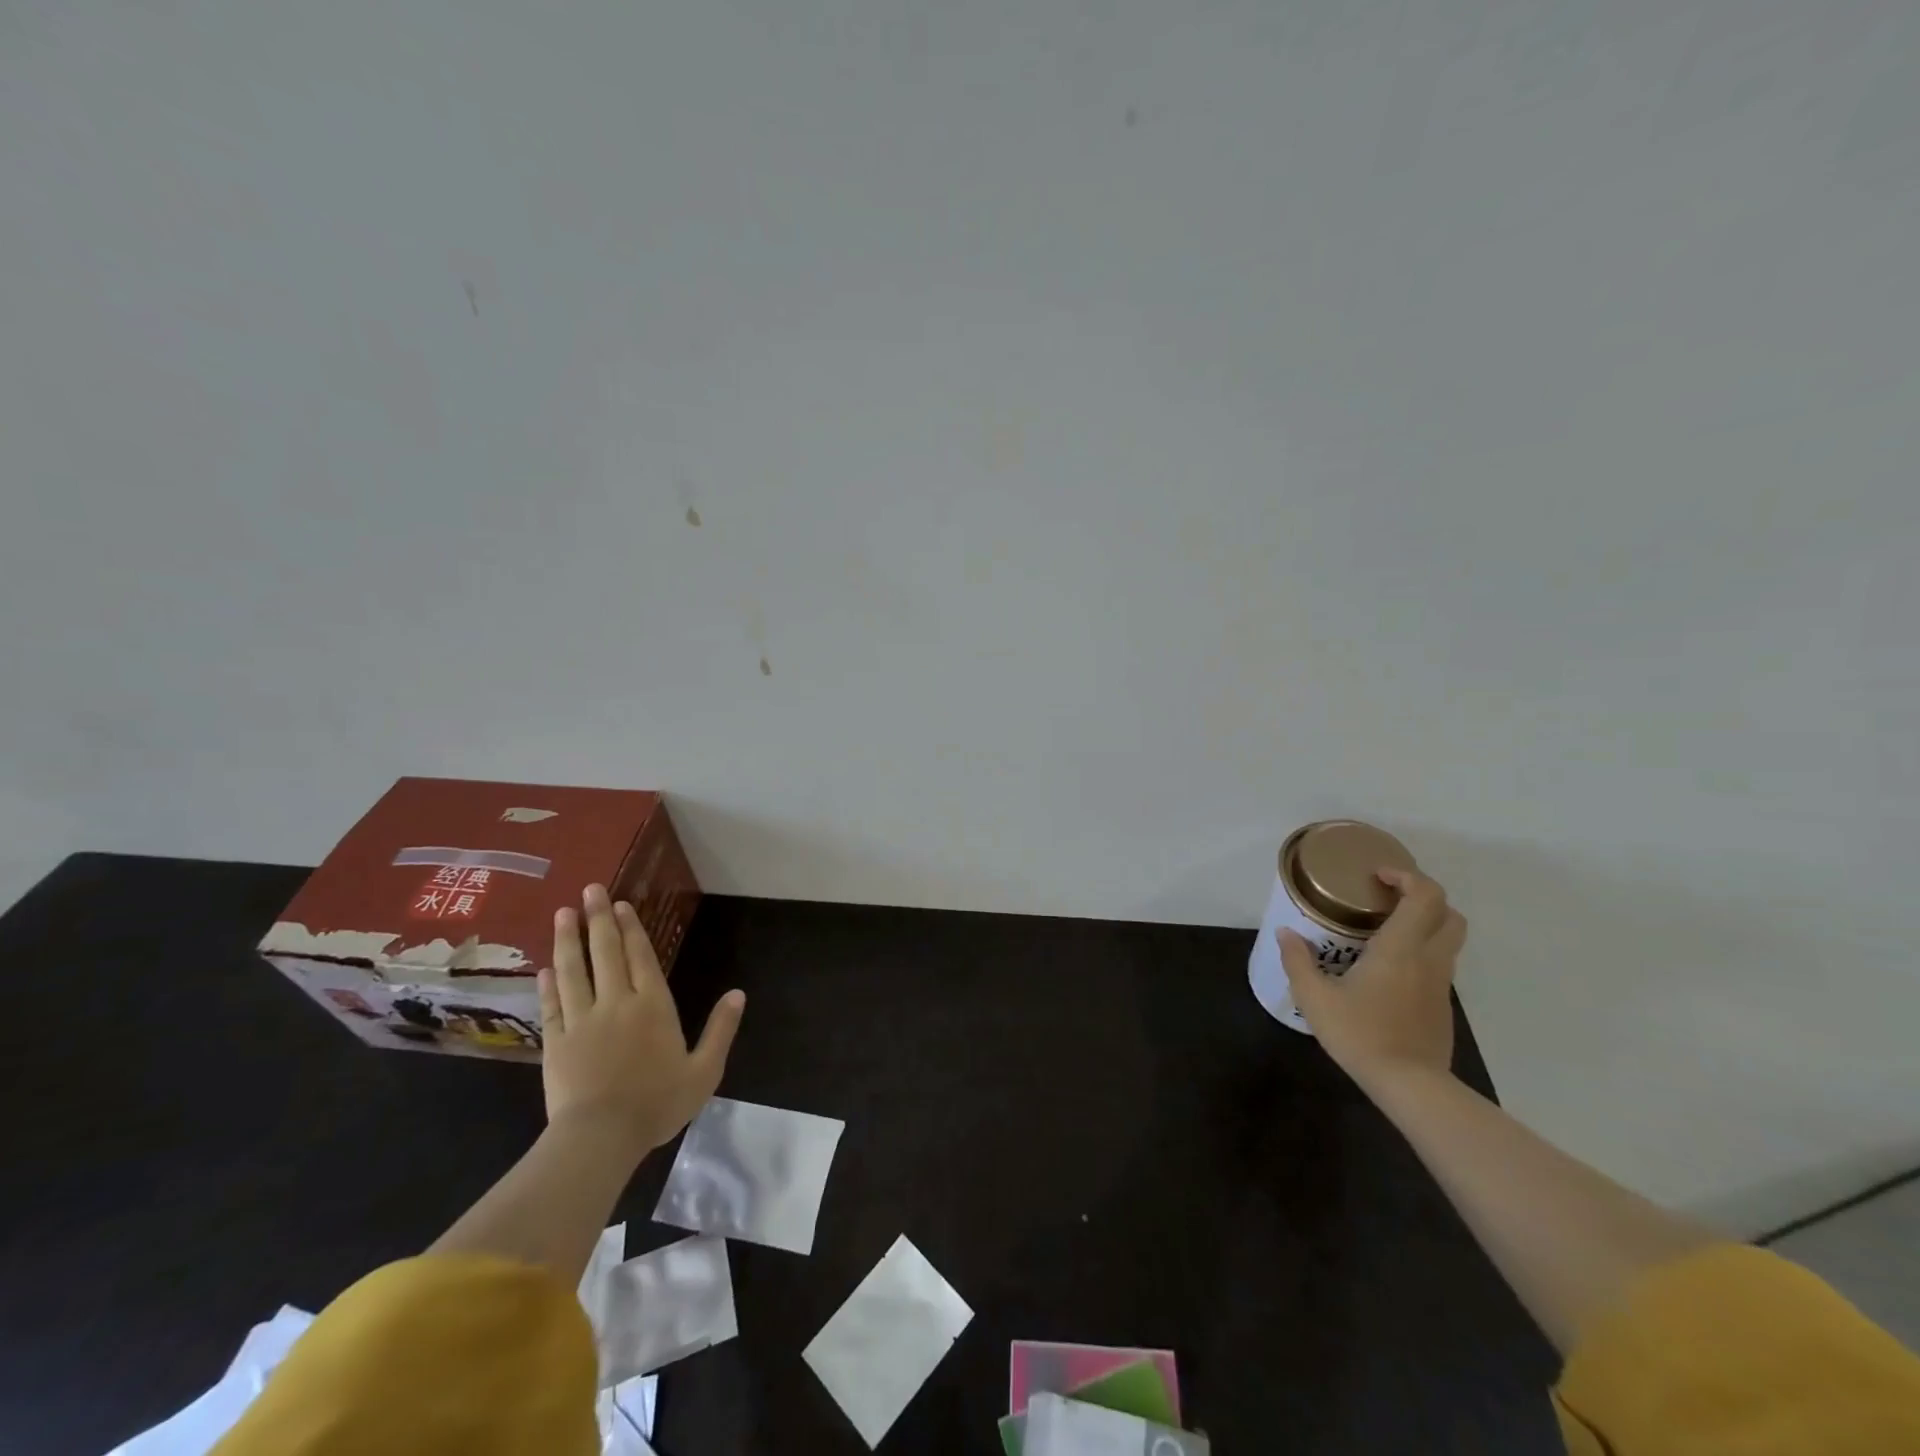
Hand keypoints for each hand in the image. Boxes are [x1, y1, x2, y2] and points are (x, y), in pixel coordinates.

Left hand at [539, 883, 745, 1158]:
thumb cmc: (657, 1104)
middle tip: (589, 890)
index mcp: (652, 1006)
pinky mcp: (556, 1042)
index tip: (620, 903)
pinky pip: (552, 1005)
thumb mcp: (704, 1071)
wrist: (600, 1138)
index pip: (640, 957)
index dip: (631, 928)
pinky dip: (548, 983)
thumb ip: (721, 1030)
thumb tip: (738, 994)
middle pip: (605, 953)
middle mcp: (616, 1003)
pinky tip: (545, 967)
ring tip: (563, 913)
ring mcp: (582, 1021)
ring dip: (568, 940)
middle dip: (598, 919)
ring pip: (573, 971)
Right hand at [1279, 866, 1465, 1088]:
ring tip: (1384, 931)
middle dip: (1423, 897)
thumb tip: (1286, 933)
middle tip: (1387, 898)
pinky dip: (1420, 953)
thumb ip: (1298, 961)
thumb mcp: (1315, 998)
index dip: (1407, 876)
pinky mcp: (1442, 1006)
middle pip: (1449, 914)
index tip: (1376, 876)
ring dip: (1424, 925)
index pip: (1425, 896)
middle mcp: (1429, 959)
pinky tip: (1387, 970)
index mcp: (1401, 948)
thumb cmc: (1361, 1034)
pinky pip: (1438, 965)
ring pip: (1449, 940)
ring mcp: (1440, 984)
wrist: (1410, 1086)